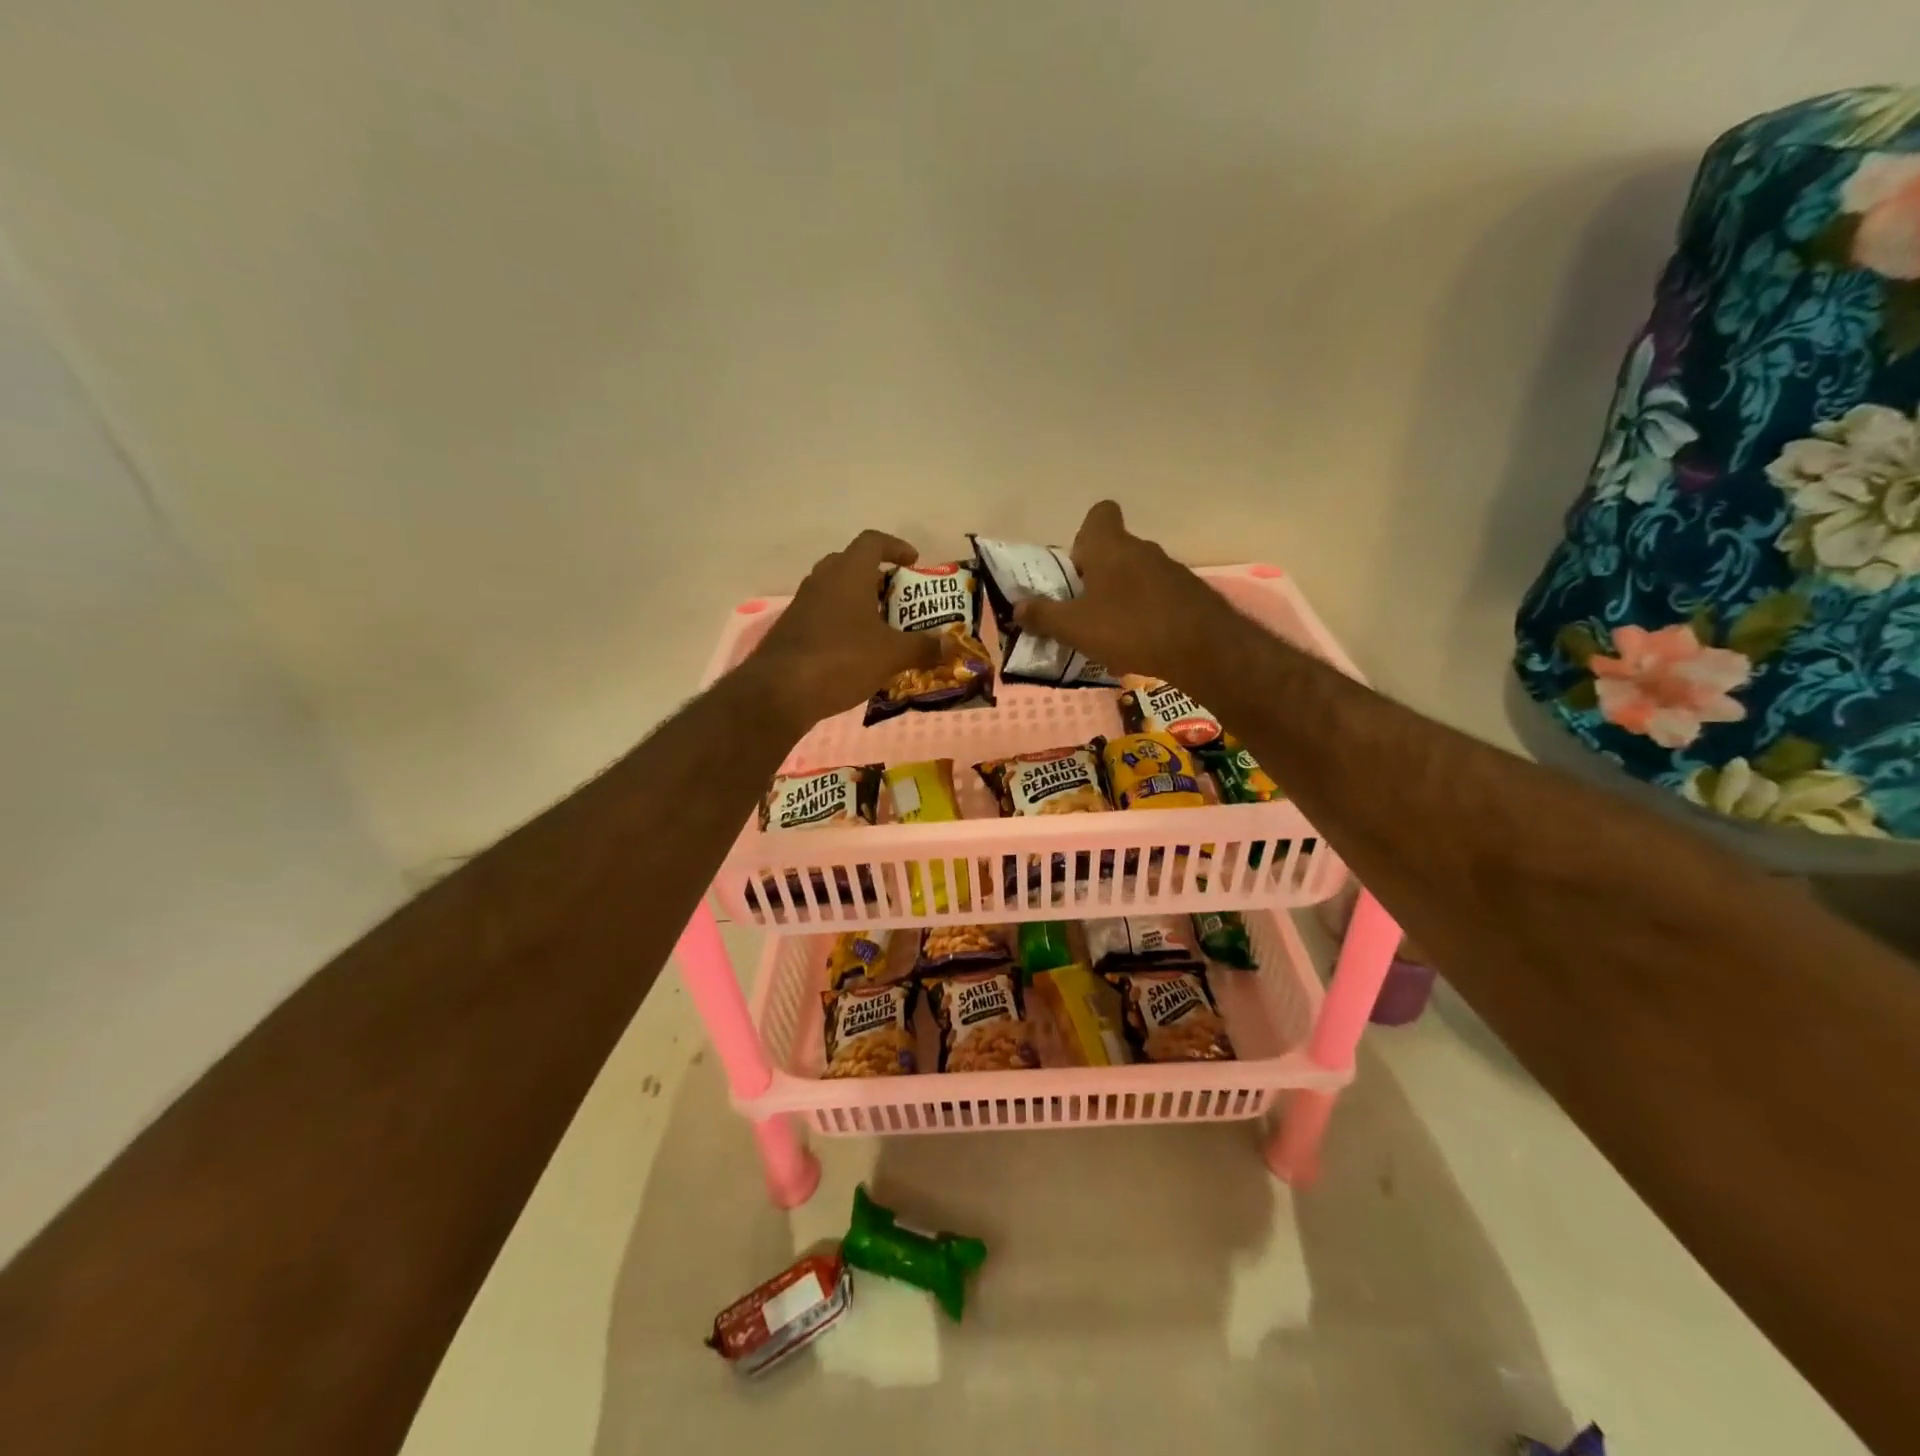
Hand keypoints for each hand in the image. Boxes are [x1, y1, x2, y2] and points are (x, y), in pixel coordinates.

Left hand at [740, 529, 943, 728]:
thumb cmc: (842, 659)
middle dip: (877, 577)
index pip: (872, 541)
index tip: (913, 562)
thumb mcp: (891, 655)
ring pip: (835, 592)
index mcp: (848, 573)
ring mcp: (802, 605)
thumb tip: (953, 646)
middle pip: (851, 564)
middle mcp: (822, 580)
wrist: (779, 692)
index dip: (895, 547)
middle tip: (898, 599)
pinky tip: (855, 653)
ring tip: (882, 629)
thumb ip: (924, 647)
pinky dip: (842, 626)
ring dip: (858, 603)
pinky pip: (823, 617)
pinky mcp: (791, 630)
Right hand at [1013, 501, 1236, 680]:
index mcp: (1110, 547)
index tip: (1076, 567)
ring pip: (1137, 574)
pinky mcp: (1190, 595)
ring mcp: (1171, 570)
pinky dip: (1146, 613)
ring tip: (1110, 632)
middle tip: (1083, 609)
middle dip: (1097, 575)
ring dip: (1122, 595)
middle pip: (1115, 550)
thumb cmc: (1129, 628)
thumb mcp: (1075, 628)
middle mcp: (1142, 549)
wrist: (1203, 649)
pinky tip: (1141, 643)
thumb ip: (1044, 615)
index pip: (1099, 514)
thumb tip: (1018, 607)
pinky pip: (1158, 596)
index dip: (1084, 535)